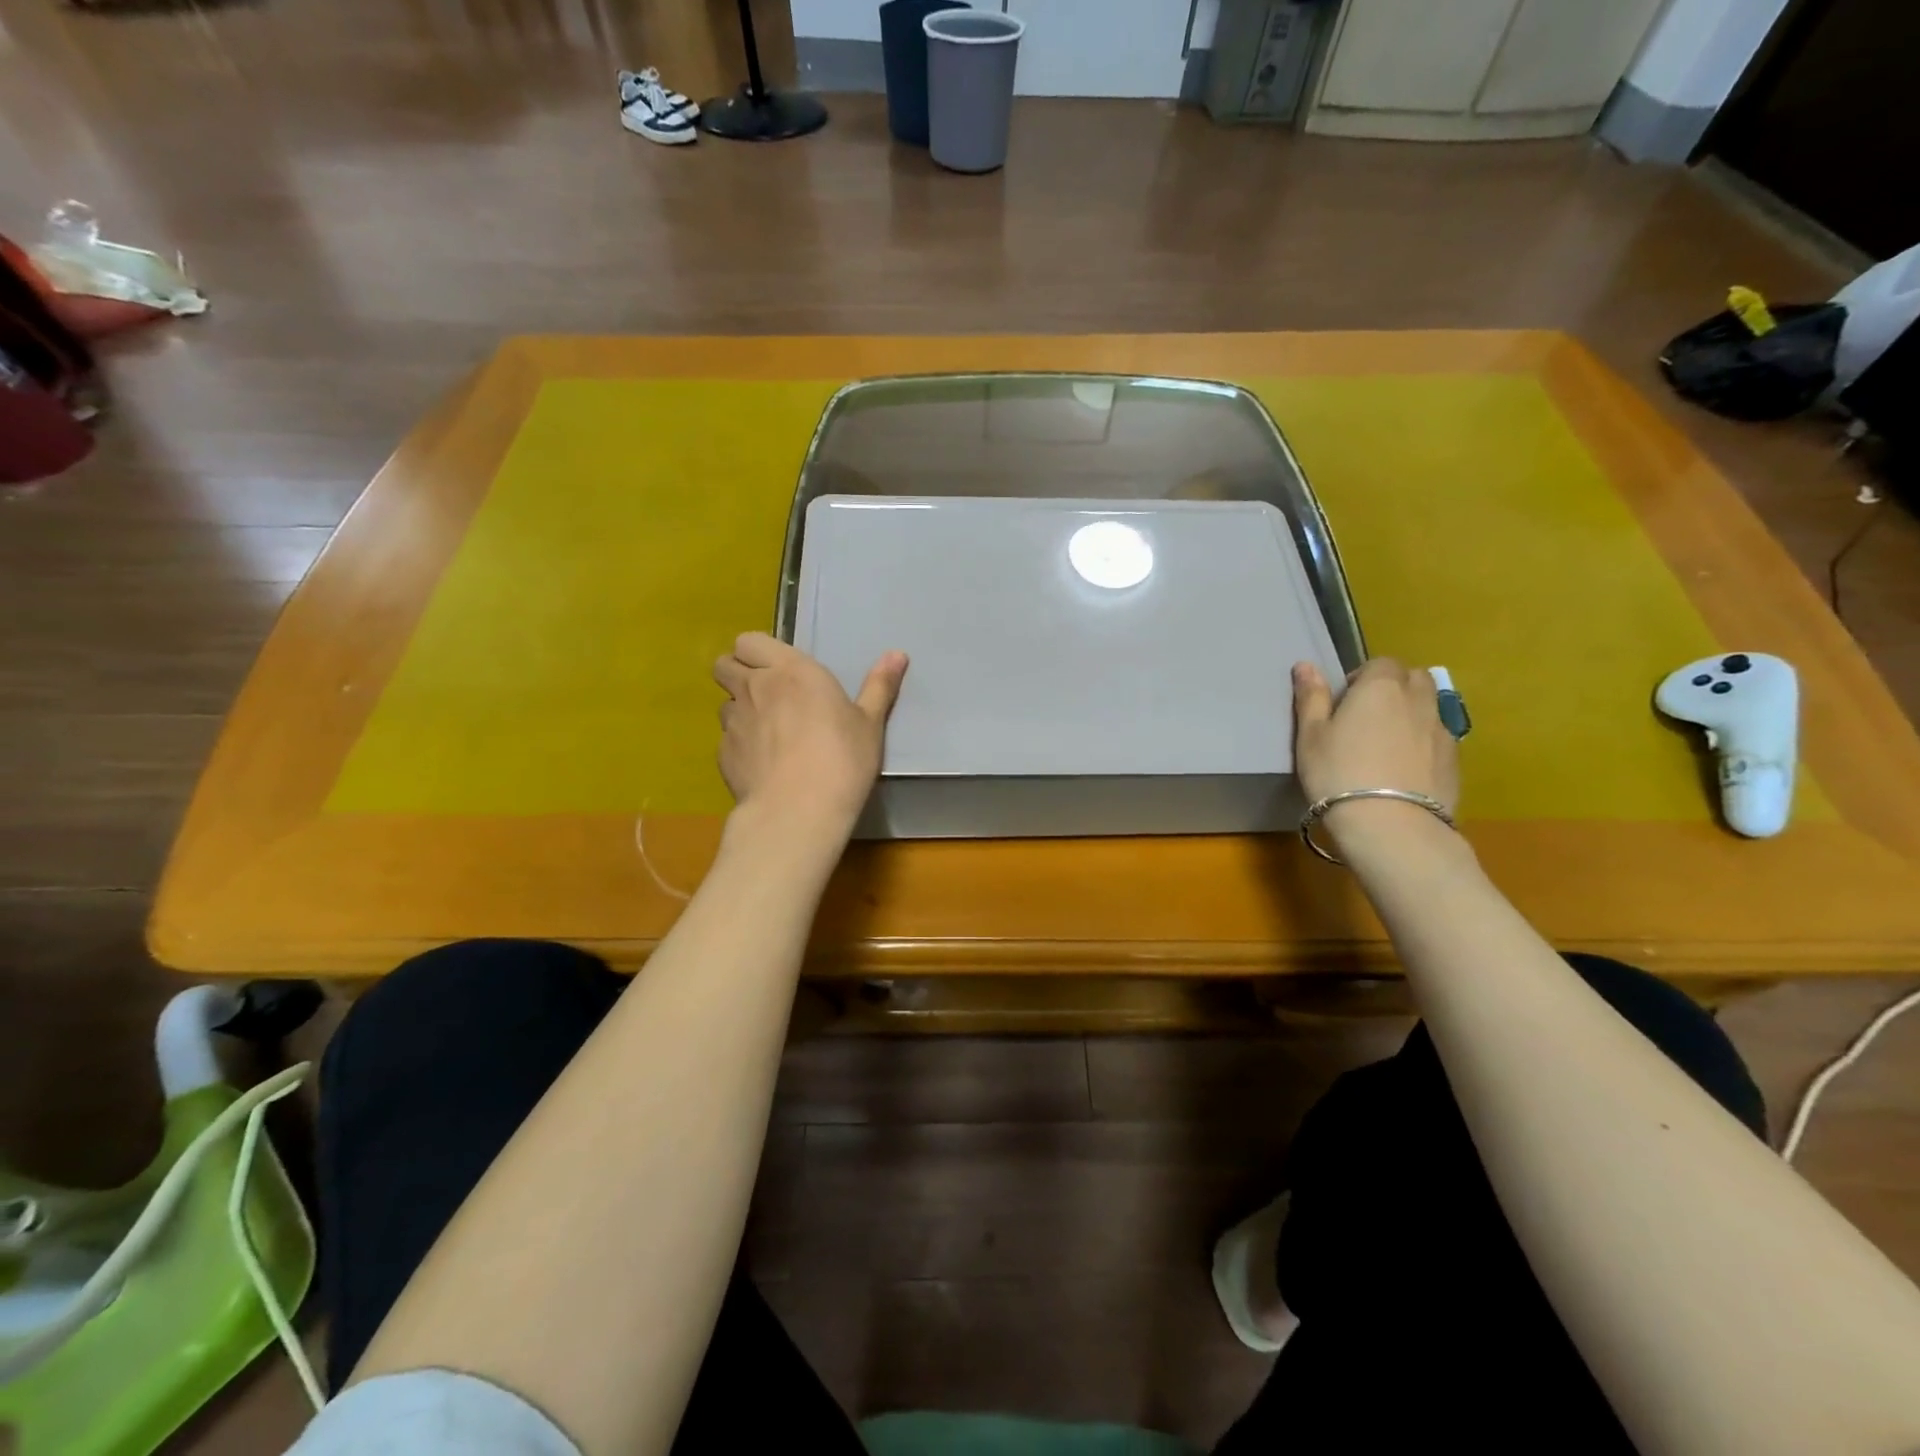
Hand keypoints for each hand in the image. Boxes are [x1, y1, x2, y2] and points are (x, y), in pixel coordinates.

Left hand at [713, 632, 907, 836]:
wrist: (798, 810)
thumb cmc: (841, 758)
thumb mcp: (870, 723)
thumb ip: (879, 685)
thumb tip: (898, 654)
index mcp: (790, 670)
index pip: (749, 640)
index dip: (757, 651)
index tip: (779, 668)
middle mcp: (754, 687)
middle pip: (725, 665)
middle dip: (737, 672)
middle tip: (766, 693)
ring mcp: (733, 722)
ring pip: (724, 703)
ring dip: (740, 710)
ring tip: (766, 732)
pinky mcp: (723, 755)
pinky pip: (726, 739)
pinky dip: (740, 745)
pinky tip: (762, 764)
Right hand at [1293, 658, 1459, 849]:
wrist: (1390, 825)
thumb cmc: (1338, 773)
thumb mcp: (1311, 736)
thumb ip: (1311, 697)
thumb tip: (1305, 664)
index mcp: (1380, 687)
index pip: (1381, 663)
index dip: (1363, 677)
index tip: (1345, 702)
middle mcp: (1418, 700)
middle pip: (1414, 678)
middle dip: (1395, 687)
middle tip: (1369, 716)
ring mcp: (1441, 730)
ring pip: (1431, 707)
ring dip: (1412, 713)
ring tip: (1388, 743)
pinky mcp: (1455, 761)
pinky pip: (1439, 738)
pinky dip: (1424, 743)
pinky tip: (1405, 769)